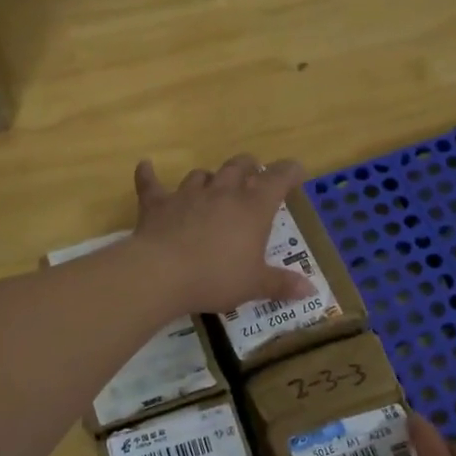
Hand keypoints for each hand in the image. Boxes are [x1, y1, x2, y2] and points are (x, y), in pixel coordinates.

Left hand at [132, 154, 315, 313]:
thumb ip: (281, 284)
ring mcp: (187, 194)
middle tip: (253, 175)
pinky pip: (151, 183)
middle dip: (249, 167)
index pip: (278, 178)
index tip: (296, 173)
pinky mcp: (157, 203)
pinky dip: (148, 174)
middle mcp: (222, 192)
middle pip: (239, 166)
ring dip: (209, 178)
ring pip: (202, 174)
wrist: (162, 273)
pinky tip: (145, 166)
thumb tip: (311, 290)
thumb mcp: (254, 285)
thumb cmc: (216, 278)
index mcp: (253, 207)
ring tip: (212, 185)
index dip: (290, 172)